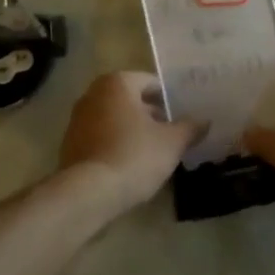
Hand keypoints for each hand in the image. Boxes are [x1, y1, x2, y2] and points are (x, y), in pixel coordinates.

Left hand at [59, 71, 202, 213]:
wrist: (89, 192)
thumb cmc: (134, 156)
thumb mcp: (172, 142)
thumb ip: (190, 128)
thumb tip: (204, 121)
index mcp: (117, 83)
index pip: (151, 82)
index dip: (171, 98)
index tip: (185, 115)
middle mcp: (93, 94)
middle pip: (131, 100)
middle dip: (152, 114)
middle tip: (174, 133)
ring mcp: (78, 119)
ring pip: (115, 119)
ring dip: (133, 130)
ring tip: (155, 151)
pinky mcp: (70, 144)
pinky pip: (101, 137)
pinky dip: (116, 144)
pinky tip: (131, 164)